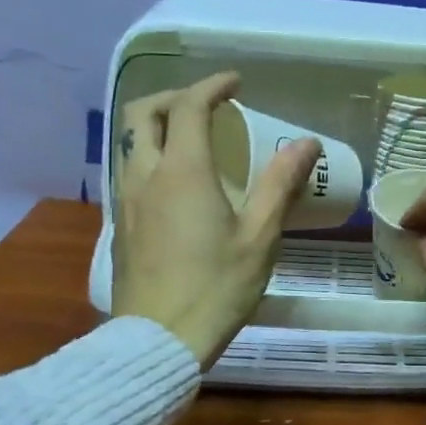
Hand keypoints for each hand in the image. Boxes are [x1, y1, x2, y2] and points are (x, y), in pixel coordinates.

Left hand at [111, 72, 319, 367]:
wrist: (157, 340)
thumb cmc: (215, 289)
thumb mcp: (259, 238)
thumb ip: (280, 185)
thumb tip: (306, 142)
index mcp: (182, 172)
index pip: (188, 107)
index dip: (212, 86)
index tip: (235, 84)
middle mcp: (145, 175)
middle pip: (142, 113)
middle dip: (173, 96)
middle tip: (207, 104)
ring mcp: (125, 200)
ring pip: (129, 141)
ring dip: (156, 124)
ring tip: (191, 137)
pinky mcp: (119, 224)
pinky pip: (127, 168)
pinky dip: (149, 153)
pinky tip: (174, 181)